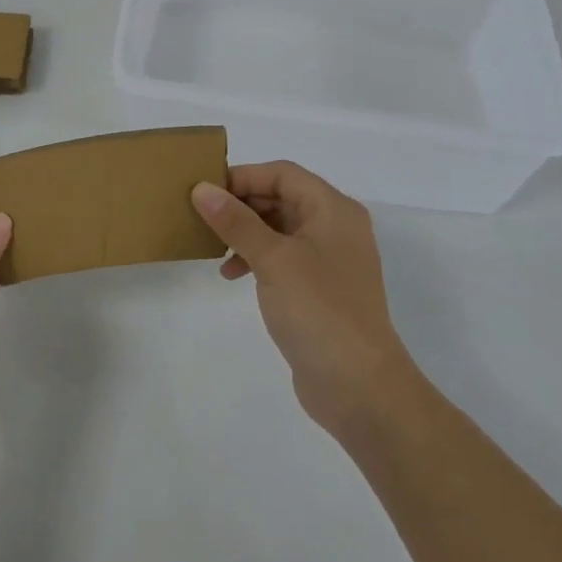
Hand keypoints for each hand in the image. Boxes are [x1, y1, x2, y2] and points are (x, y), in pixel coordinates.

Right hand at [192, 162, 420, 436]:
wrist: (359, 387)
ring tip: (213, 248)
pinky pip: (282, 257)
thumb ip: (236, 221)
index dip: (243, 176)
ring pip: (279, 227)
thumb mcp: (273, 259)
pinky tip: (232, 275)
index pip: (283, 173)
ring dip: (245, 232)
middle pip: (281, 197)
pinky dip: (256, 258)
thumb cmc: (319, 310)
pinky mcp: (320, 289)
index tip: (205, 191)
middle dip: (241, 204)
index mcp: (333, 209)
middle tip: (202, 217)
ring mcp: (329, 259)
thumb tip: (202, 189)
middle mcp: (335, 227)